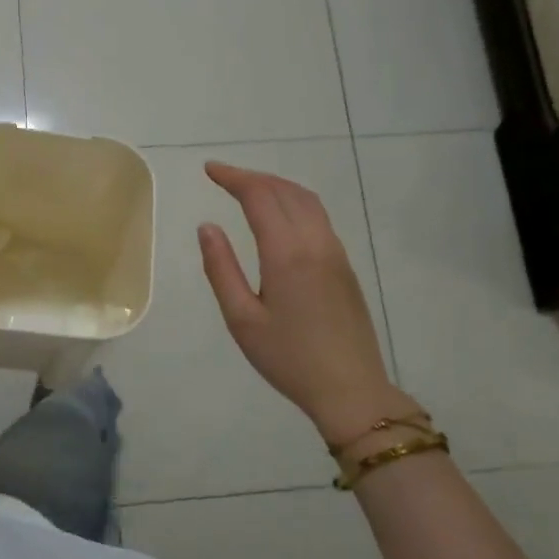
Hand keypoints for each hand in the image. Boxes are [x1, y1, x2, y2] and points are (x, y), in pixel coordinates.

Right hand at [198, 162, 423, 448]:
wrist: (351, 389)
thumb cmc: (289, 358)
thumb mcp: (242, 319)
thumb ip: (221, 269)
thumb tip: (207, 227)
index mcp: (286, 253)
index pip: (259, 196)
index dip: (233, 177)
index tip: (209, 170)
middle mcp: (315, 242)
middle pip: (285, 191)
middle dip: (252, 177)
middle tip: (223, 177)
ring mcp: (335, 252)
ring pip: (307, 200)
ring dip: (276, 186)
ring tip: (249, 188)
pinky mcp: (345, 265)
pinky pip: (318, 216)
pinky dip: (294, 201)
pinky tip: (281, 215)